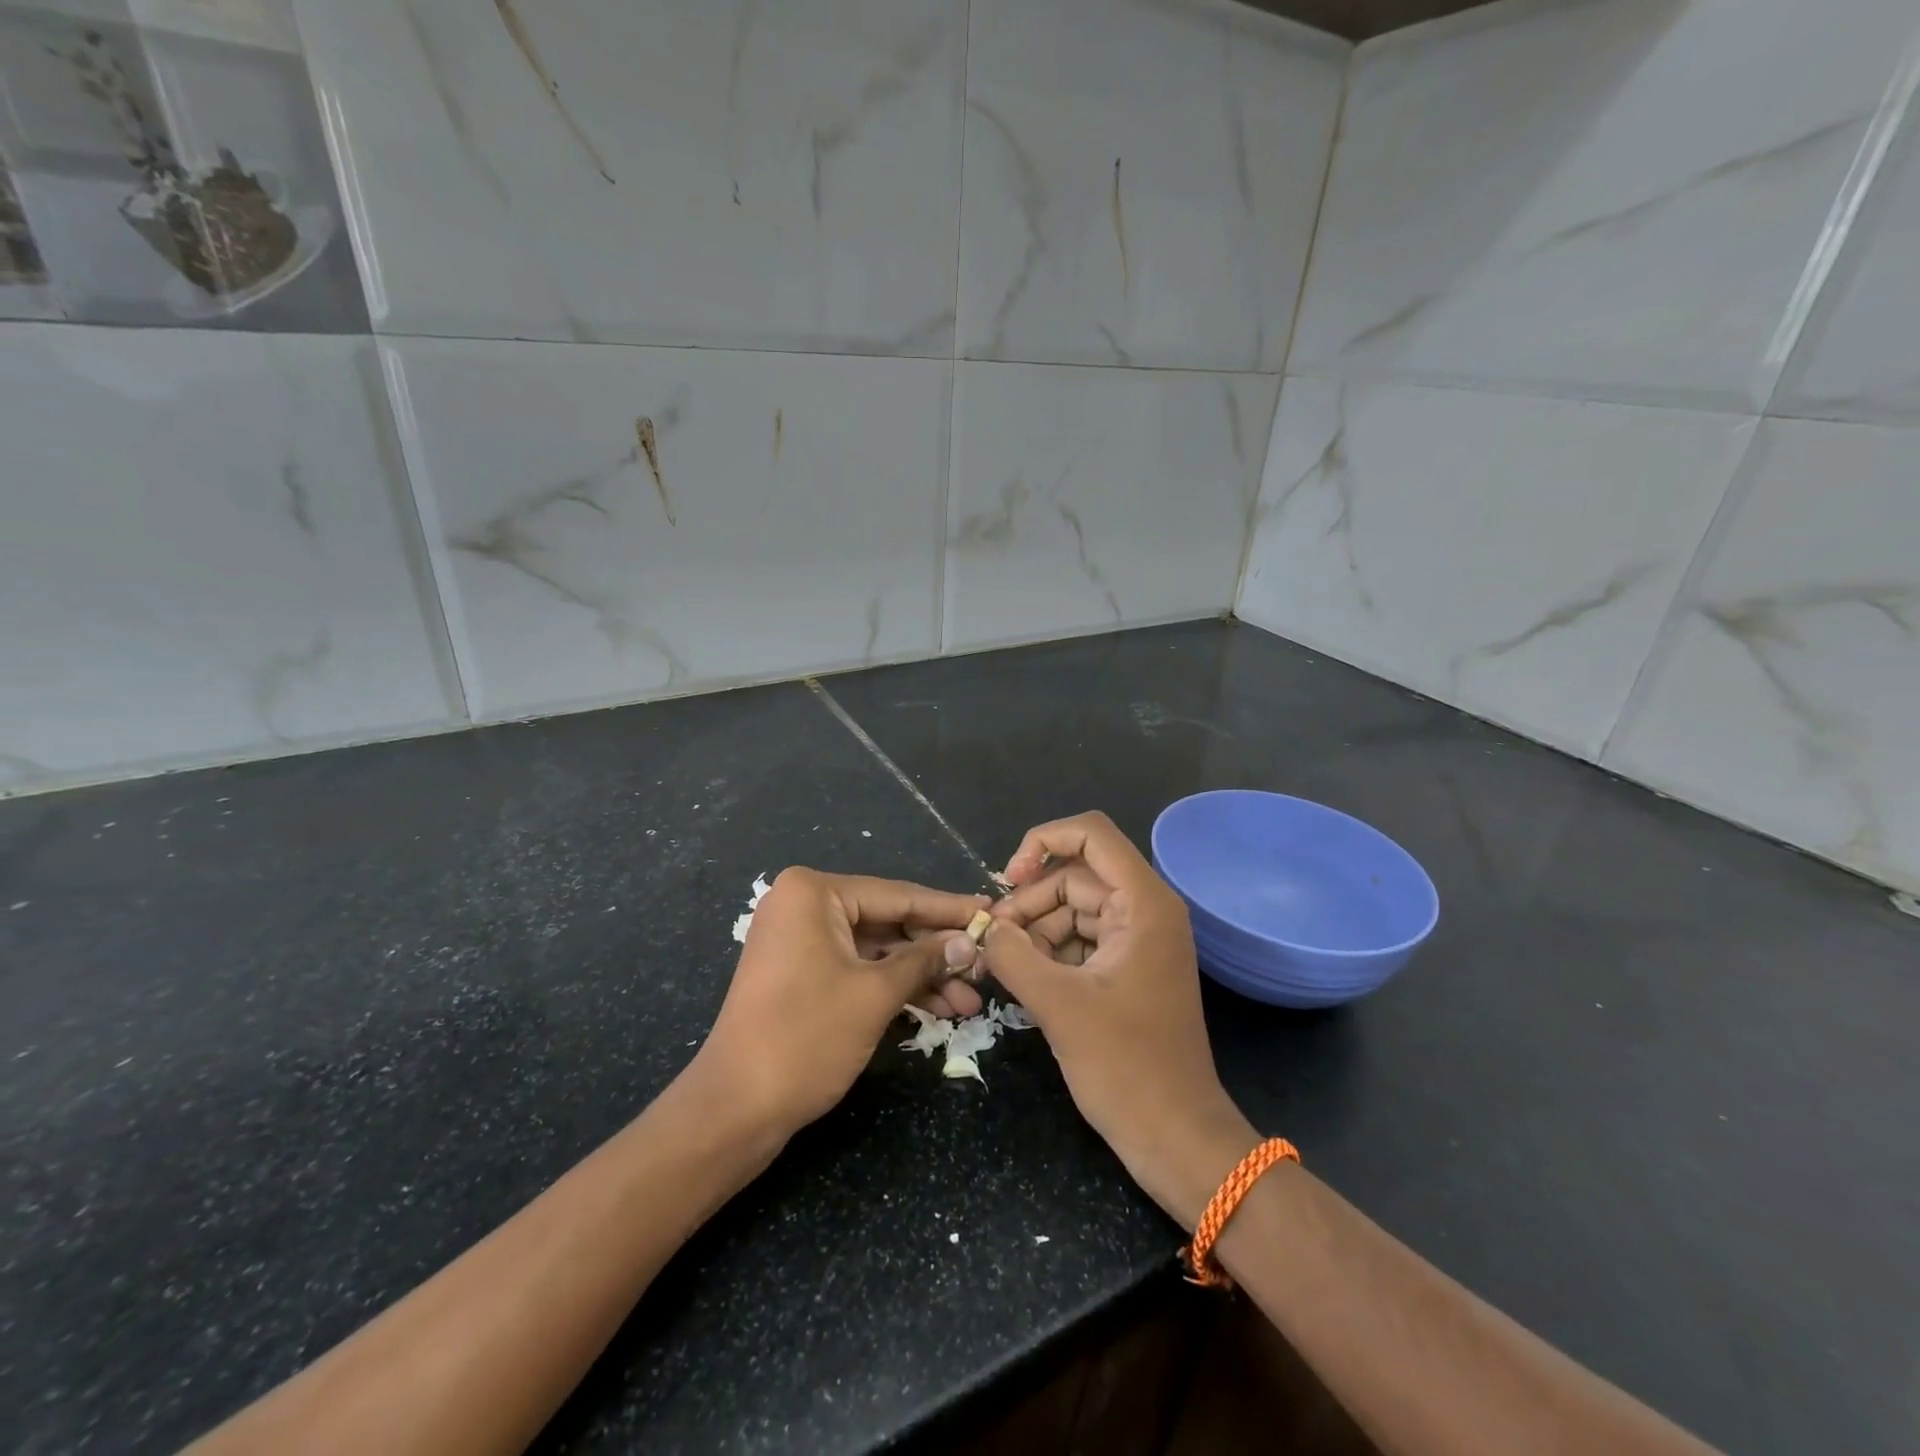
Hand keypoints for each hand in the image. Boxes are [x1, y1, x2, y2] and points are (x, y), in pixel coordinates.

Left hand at [695, 868, 985, 1136]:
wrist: (734, 1109)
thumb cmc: (806, 1037)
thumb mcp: (875, 994)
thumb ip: (925, 961)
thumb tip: (968, 942)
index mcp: (814, 893)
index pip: (898, 895)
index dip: (949, 909)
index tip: (992, 912)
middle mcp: (805, 905)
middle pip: (889, 921)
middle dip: (937, 951)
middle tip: (986, 967)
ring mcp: (801, 940)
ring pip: (878, 949)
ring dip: (922, 975)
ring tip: (970, 1002)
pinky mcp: (802, 972)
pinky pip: (859, 968)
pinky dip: (894, 987)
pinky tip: (938, 1008)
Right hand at [984, 813, 1258, 1224]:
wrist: (1176, 1136)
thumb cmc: (1126, 1067)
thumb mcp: (1059, 1005)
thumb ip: (1013, 955)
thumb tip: (985, 929)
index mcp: (1143, 903)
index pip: (1091, 834)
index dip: (1042, 842)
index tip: (1008, 880)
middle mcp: (1145, 910)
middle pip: (1075, 875)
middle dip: (1030, 900)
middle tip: (993, 940)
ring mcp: (1138, 939)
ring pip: (1073, 908)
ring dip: (1035, 929)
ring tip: (1004, 965)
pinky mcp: (1128, 968)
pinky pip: (1081, 939)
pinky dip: (1050, 951)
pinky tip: (1024, 978)